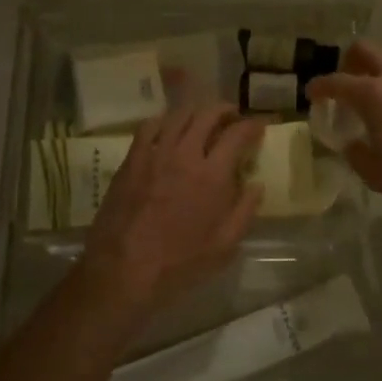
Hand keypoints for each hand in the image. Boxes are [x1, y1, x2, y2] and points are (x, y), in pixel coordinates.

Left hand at [78, 104, 265, 325]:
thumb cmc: (179, 264)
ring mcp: (154, 154)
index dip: (252, 126)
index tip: (259, 126)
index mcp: (212, 175)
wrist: (123, 270)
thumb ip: (244, 211)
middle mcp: (184, 155)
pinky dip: (164, 121)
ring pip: (178, 116)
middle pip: (207, 115)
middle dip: (225, 110)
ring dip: (196, 112)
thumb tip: (256, 185)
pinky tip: (169, 129)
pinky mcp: (131, 160)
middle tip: (232, 117)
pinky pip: (148, 127)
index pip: (237, 135)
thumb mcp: (224, 246)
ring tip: (203, 119)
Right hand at [305, 41, 381, 221]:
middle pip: (365, 48)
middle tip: (347, 84)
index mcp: (373, 95)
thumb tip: (352, 142)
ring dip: (380, 61)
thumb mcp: (376, 174)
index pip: (336, 81)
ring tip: (379, 86)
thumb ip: (356, 152)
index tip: (312, 94)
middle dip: (349, 62)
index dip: (319, 87)